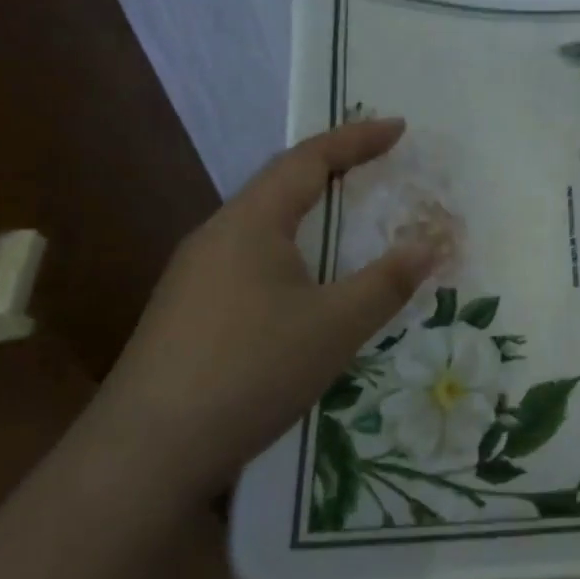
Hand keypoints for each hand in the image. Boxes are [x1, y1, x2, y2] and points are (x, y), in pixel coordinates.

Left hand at [90, 119, 434, 504]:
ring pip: (263, 224)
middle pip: (280, 184)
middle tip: (377, 164)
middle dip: (332, 168)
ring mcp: (196, 275)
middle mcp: (217, 236)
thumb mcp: (335, 325)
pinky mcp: (188, 312)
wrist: (148, 450)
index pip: (308, 160)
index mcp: (250, 223)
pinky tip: (303, 283)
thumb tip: (431, 243)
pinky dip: (291, 249)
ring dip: (309, 210)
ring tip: (346, 216)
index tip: (399, 127)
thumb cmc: (251, 370)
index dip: (356, 139)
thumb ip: (387, 281)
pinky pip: (250, 258)